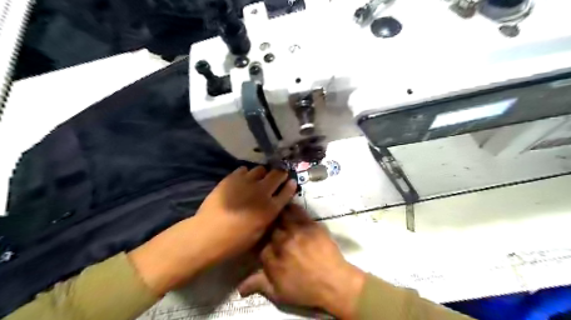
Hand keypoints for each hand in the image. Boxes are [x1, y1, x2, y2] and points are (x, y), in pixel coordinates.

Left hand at [193, 166, 298, 262]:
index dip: (291, 185)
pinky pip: (243, 169)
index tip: (291, 182)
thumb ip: (269, 216)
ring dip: (262, 173)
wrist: (209, 234)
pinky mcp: (232, 178)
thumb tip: (272, 206)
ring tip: (258, 179)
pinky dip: (246, 173)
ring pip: (260, 169)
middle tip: (278, 176)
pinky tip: (242, 180)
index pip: (287, 191)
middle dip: (280, 174)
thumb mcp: (259, 233)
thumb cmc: (236, 241)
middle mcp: (262, 191)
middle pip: (277, 174)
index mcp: (270, 208)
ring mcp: (246, 182)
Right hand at [238, 205, 364, 319]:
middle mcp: (282, 242)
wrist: (334, 283)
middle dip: (267, 227)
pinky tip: (288, 203)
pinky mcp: (310, 224)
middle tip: (268, 224)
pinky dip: (291, 206)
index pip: (259, 247)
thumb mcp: (280, 294)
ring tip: (273, 206)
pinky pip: (298, 211)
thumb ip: (259, 285)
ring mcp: (297, 231)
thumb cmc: (307, 291)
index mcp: (273, 259)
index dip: (260, 245)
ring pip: (281, 215)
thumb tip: (239, 288)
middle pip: (269, 228)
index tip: (261, 243)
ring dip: (276, 212)